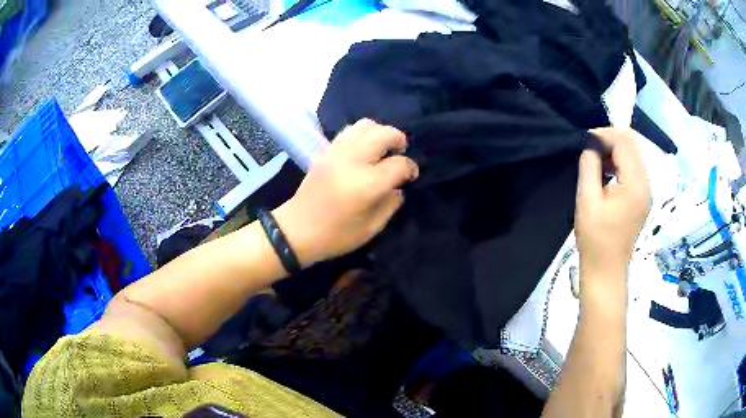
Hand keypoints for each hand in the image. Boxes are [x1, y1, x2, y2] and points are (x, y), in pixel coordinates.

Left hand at [274, 119, 418, 265]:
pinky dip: (362, 134)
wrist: (296, 230)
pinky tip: (364, 149)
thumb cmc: (335, 236)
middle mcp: (353, 161)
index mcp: (367, 184)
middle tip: (400, 154)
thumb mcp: (371, 228)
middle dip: (399, 140)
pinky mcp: (325, 151)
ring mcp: (337, 153)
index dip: (411, 168)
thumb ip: (390, 204)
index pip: (399, 164)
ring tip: (382, 148)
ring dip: (380, 132)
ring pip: (365, 125)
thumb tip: (398, 187)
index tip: (411, 176)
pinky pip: (349, 131)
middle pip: (384, 134)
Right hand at [575, 128, 650, 285]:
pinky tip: (607, 172)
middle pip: (632, 145)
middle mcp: (646, 184)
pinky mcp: (643, 198)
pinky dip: (621, 162)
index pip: (624, 143)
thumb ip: (589, 165)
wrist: (606, 269)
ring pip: (634, 155)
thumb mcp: (587, 199)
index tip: (585, 139)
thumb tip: (591, 144)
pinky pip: (634, 168)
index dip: (604, 134)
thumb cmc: (594, 238)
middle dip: (611, 139)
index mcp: (635, 185)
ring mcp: (647, 191)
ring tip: (597, 159)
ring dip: (616, 150)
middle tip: (590, 147)